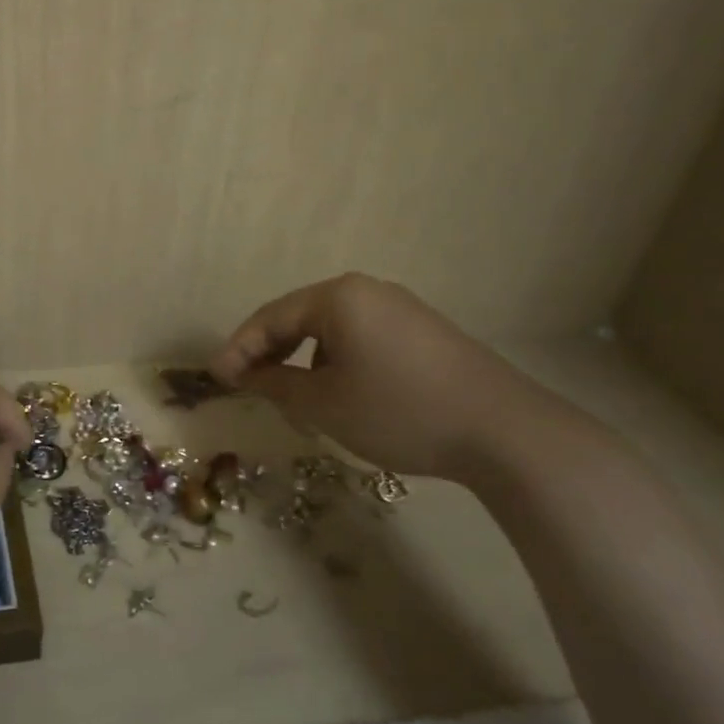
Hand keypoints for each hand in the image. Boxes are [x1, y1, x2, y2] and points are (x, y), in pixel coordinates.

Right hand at [210, 274, 578, 481]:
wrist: (507, 433)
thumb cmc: (399, 410)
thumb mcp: (325, 404)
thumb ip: (275, 384)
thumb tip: (246, 376)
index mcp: (337, 296)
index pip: (269, 318)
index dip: (238, 349)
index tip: (216, 378)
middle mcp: (366, 290)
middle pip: (299, 317)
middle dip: (269, 352)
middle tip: (247, 384)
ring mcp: (400, 309)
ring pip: (331, 329)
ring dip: (303, 359)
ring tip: (293, 395)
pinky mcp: (424, 332)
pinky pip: (361, 338)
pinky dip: (337, 361)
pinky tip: (341, 392)